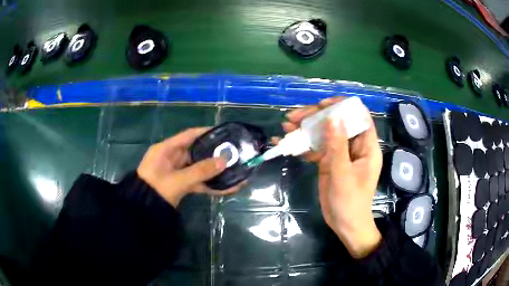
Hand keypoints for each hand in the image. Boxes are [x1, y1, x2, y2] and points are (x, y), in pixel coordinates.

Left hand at [137, 127, 240, 207]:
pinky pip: (196, 181)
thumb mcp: (178, 180)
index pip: (189, 135)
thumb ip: (200, 171)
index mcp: (166, 149)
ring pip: (197, 168)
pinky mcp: (179, 184)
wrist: (142, 211)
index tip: (223, 132)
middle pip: (196, 152)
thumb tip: (224, 161)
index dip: (206, 132)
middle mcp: (171, 157)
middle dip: (213, 154)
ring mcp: (175, 172)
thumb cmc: (156, 189)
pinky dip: (208, 184)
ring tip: (233, 171)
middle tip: (232, 153)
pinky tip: (225, 188)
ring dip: (213, 171)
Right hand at [283, 97, 382, 258]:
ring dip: (305, 129)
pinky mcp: (329, 162)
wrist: (344, 225)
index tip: (322, 105)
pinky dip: (302, 145)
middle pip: (337, 122)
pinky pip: (316, 148)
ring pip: (324, 133)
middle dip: (316, 117)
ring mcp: (340, 153)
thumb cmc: (350, 202)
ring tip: (285, 126)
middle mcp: (354, 145)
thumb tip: (332, 117)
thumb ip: (338, 145)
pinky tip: (286, 142)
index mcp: (366, 146)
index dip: (342, 106)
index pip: (359, 116)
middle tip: (293, 117)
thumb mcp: (343, 173)